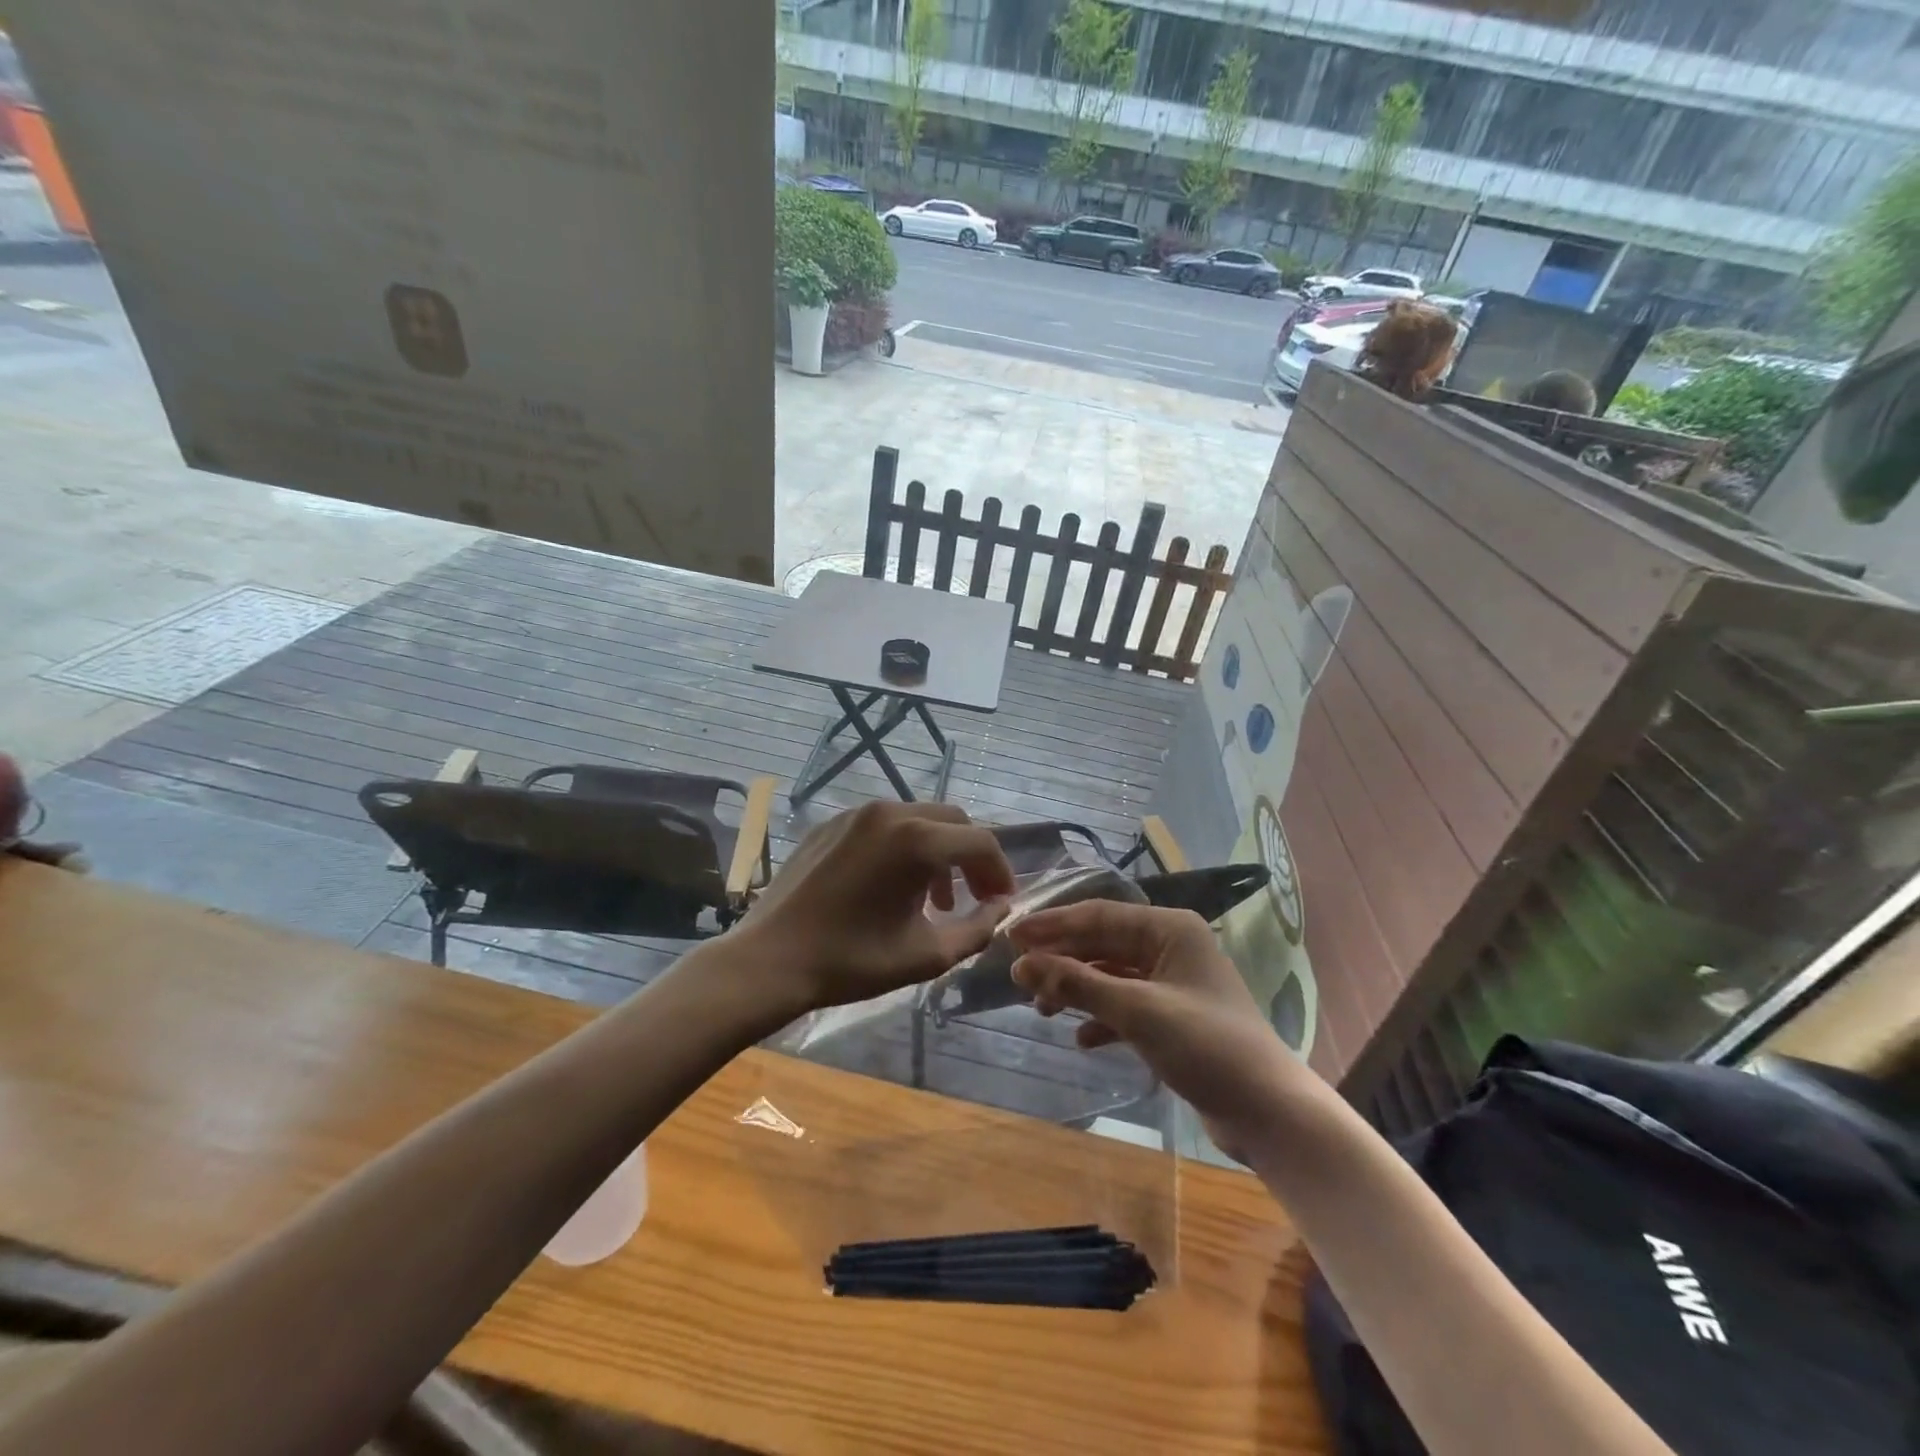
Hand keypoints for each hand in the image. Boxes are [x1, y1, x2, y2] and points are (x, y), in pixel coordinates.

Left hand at [734, 801, 1013, 1013]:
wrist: (771, 960)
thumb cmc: (853, 961)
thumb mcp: (927, 955)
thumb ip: (977, 929)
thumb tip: (1000, 908)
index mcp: (917, 840)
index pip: (980, 841)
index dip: (999, 871)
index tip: (1000, 902)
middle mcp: (890, 813)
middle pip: (952, 820)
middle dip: (970, 857)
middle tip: (972, 897)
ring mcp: (856, 814)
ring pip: (917, 819)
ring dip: (937, 852)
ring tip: (931, 900)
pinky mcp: (830, 823)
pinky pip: (882, 826)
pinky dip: (902, 847)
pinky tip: (890, 886)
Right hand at [1010, 902, 1297, 1156]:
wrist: (1268, 1111)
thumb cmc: (1205, 1045)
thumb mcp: (1136, 1010)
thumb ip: (1076, 984)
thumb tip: (1019, 965)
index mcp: (1169, 928)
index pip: (1099, 915)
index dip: (1052, 925)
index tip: (1011, 937)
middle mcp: (1170, 946)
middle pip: (1102, 943)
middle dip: (1062, 959)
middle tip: (1018, 976)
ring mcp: (1172, 982)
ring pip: (1111, 974)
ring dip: (1077, 989)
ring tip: (1042, 1010)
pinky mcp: (1173, 1017)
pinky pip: (1125, 1005)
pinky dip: (1101, 1018)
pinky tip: (1081, 1038)